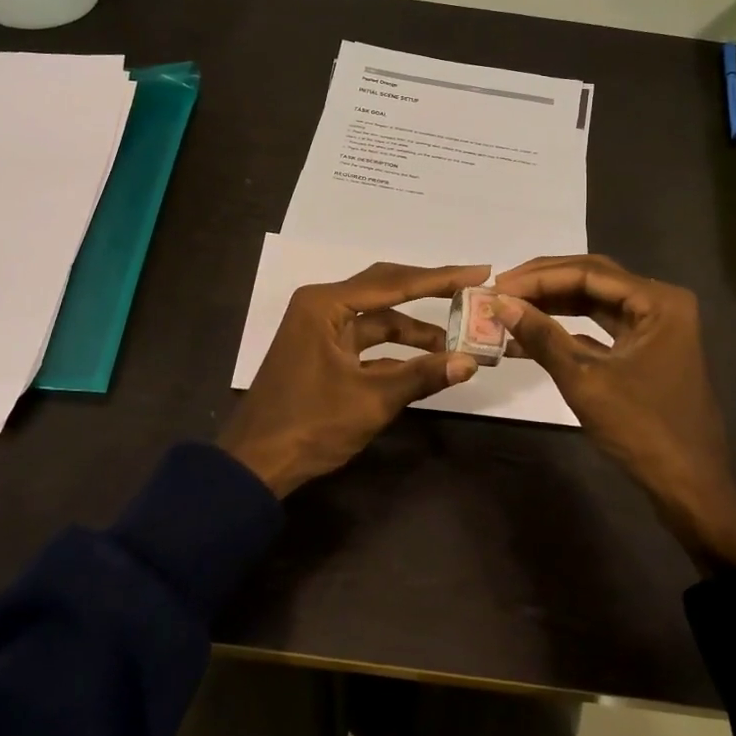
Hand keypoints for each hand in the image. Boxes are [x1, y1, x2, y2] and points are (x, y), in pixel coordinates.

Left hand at [219, 261, 489, 496]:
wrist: (256, 463)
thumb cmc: (310, 424)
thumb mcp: (371, 400)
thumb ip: (422, 375)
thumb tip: (470, 362)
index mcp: (325, 305)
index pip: (394, 283)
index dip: (440, 278)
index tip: (479, 272)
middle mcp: (321, 307)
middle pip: (386, 291)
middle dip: (429, 292)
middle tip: (472, 291)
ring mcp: (320, 331)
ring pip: (378, 320)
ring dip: (414, 331)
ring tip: (456, 341)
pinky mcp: (322, 354)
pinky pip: (367, 342)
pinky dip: (396, 351)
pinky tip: (426, 362)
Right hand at [493, 254, 735, 569]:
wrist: (689, 486)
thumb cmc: (642, 429)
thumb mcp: (585, 380)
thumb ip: (542, 337)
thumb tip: (499, 304)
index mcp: (658, 301)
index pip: (589, 273)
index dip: (538, 277)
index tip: (497, 286)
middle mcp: (660, 304)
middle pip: (593, 280)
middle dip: (543, 284)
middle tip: (499, 290)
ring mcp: (654, 327)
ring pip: (594, 302)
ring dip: (552, 304)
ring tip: (508, 308)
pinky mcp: (644, 350)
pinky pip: (600, 327)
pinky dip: (566, 329)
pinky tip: (530, 335)